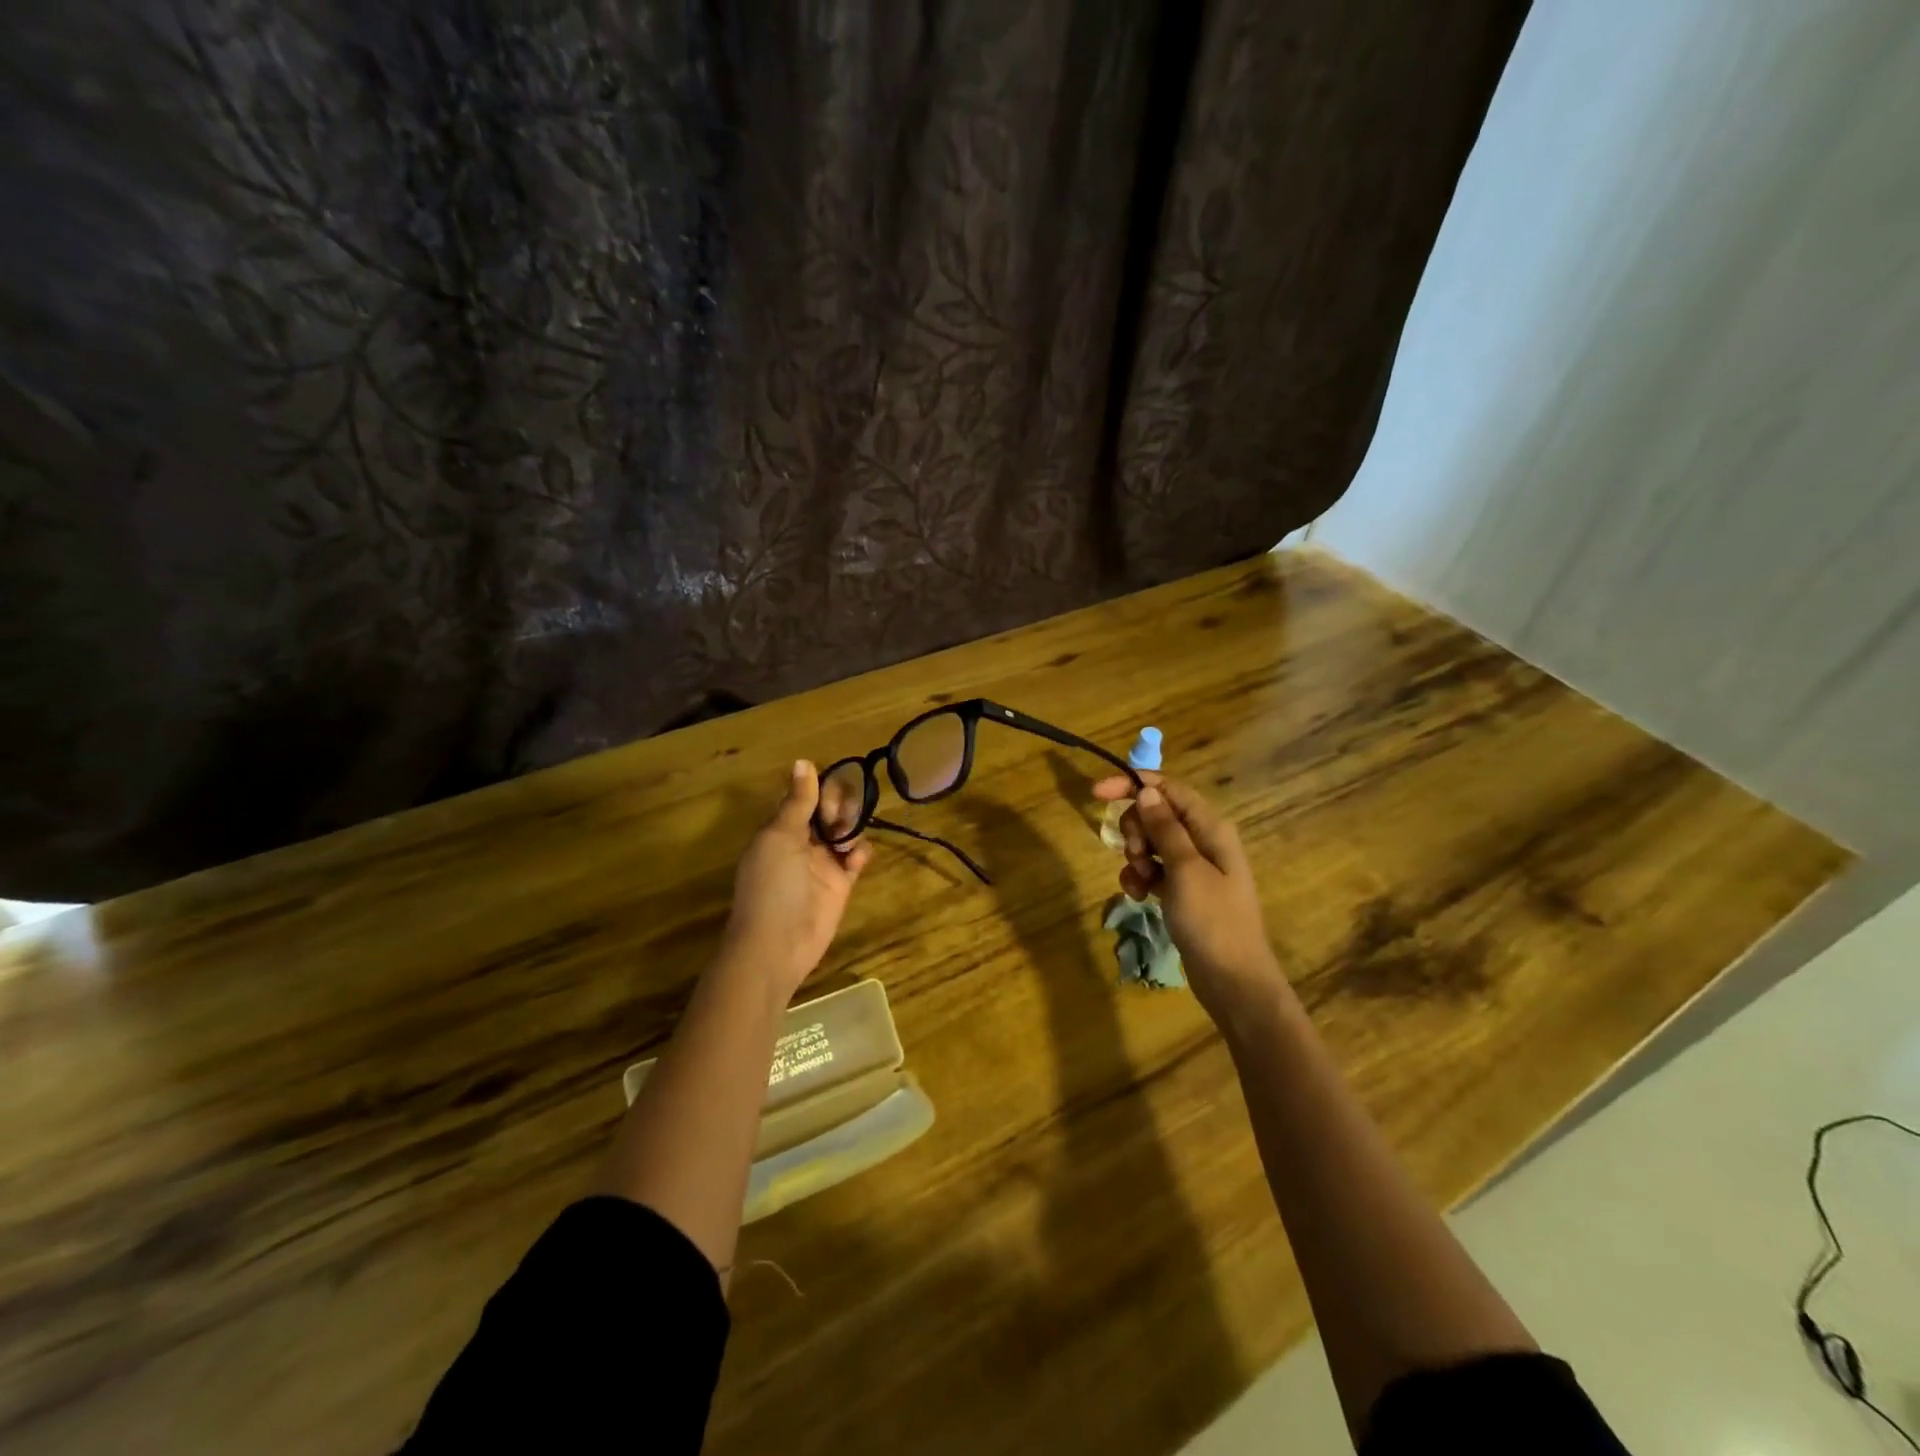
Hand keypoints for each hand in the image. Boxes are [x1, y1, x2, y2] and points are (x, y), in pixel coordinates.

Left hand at [720, 761, 871, 1006]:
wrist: (777, 944)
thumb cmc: (772, 884)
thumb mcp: (780, 836)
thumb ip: (797, 801)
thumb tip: (803, 761)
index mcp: (781, 828)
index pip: (805, 797)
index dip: (820, 789)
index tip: (830, 791)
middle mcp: (802, 841)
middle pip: (830, 810)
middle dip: (840, 807)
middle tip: (837, 820)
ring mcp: (823, 863)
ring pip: (846, 831)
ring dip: (851, 827)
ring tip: (846, 841)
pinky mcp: (841, 884)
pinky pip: (857, 858)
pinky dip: (860, 853)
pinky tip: (854, 859)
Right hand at [1092, 773, 1291, 1026]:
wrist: (1232, 981)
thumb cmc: (1212, 920)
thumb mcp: (1185, 869)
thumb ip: (1165, 827)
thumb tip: (1146, 791)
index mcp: (1211, 829)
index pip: (1169, 790)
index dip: (1134, 784)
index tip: (1097, 793)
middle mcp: (1203, 842)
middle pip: (1156, 814)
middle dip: (1135, 829)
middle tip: (1135, 854)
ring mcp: (1193, 868)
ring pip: (1151, 843)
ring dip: (1136, 856)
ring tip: (1140, 881)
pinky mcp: (1182, 892)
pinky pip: (1153, 871)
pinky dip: (1140, 878)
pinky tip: (1137, 896)